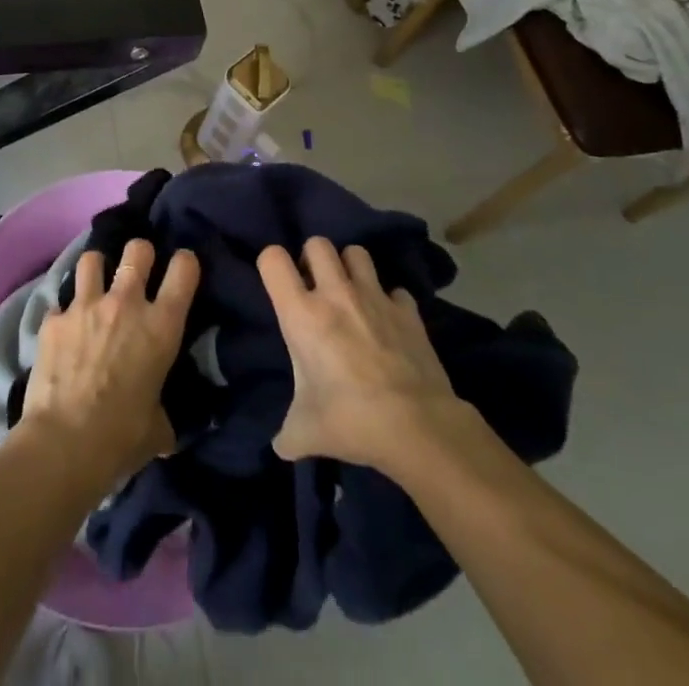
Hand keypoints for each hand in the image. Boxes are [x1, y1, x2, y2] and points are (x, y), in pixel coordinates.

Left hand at [18, 240, 199, 487]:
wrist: (63, 445)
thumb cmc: (121, 438)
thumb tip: (164, 427)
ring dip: (97, 269)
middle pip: (138, 249)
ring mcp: (85, 306)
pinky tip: (63, 331)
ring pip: (93, 259)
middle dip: (140, 254)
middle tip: (137, 271)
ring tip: (96, 285)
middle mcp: (126, 303)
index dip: (185, 263)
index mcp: (161, 326)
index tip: (181, 270)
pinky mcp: (53, 319)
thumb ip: (164, 414)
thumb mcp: (158, 428)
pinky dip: (64, 313)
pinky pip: (60, 302)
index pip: (184, 269)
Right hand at [258, 239, 471, 473]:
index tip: (279, 286)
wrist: (417, 427)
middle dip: (313, 259)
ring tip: (351, 295)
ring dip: (351, 268)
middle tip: (315, 288)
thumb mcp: (305, 432)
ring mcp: (375, 296)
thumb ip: (288, 433)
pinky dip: (390, 301)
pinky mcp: (408, 310)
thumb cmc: (350, 420)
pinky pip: (395, 289)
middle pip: (317, 243)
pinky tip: (389, 322)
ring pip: (357, 253)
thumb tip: (281, 446)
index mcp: (302, 313)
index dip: (271, 265)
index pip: (272, 259)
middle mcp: (335, 293)